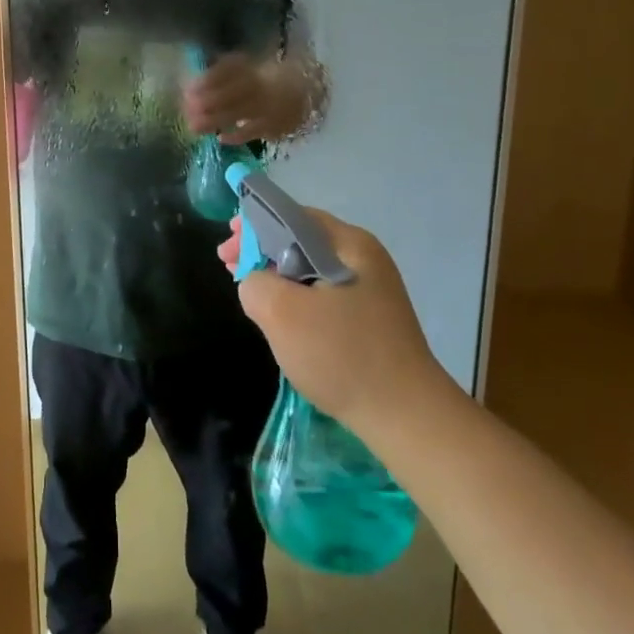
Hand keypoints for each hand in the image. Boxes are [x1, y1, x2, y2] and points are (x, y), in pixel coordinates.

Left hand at [184, 54, 304, 143]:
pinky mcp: (275, 124)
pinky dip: (236, 135)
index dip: (208, 79)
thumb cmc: (269, 79)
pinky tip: (220, 137)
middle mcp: (262, 84)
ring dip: (213, 120)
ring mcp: (269, 105)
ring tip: (194, 126)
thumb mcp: (249, 67)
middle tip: (187, 110)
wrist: (307, 93)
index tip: (188, 88)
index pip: (229, 69)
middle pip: (231, 92)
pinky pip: (253, 131)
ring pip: (238, 113)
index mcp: (253, 66)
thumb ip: (225, 70)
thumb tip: (194, 80)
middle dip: (206, 101)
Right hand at [224, 208, 450, 445]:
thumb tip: (257, 283)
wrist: (407, 417)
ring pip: (310, 268)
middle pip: (300, 239)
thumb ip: (255, 283)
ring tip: (249, 290)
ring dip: (276, 274)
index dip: (253, 226)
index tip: (227, 249)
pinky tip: (281, 316)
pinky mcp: (370, 317)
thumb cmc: (342, 355)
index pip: (291, 216)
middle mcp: (363, 258)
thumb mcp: (281, 313)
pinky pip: (323, 292)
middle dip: (261, 250)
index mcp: (349, 244)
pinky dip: (296, 296)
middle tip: (229, 265)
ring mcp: (370, 288)